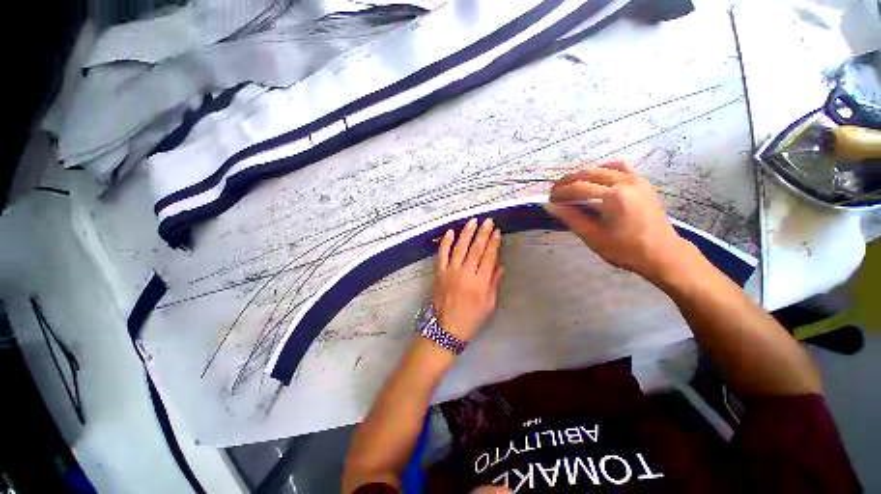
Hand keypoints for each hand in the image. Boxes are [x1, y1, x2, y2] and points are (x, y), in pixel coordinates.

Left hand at [432, 218, 503, 341]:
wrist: (446, 329)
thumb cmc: (471, 318)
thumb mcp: (489, 304)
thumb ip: (494, 282)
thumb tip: (500, 264)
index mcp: (480, 283)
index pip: (489, 257)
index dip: (494, 243)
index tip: (497, 232)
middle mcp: (465, 274)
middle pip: (476, 249)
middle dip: (483, 233)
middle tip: (488, 221)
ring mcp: (450, 272)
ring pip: (459, 248)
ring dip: (466, 233)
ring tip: (473, 221)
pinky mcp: (438, 273)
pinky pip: (441, 254)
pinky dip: (445, 242)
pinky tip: (450, 232)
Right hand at [545, 161, 698, 284]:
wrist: (662, 253)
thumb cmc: (625, 250)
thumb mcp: (593, 237)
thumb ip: (571, 218)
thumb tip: (550, 206)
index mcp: (612, 197)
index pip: (577, 188)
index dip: (560, 192)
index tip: (549, 200)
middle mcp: (624, 182)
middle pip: (587, 173)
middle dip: (566, 181)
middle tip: (555, 192)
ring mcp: (635, 179)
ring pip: (600, 168)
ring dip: (581, 175)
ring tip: (571, 187)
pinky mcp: (641, 181)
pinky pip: (618, 167)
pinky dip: (603, 170)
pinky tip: (596, 180)